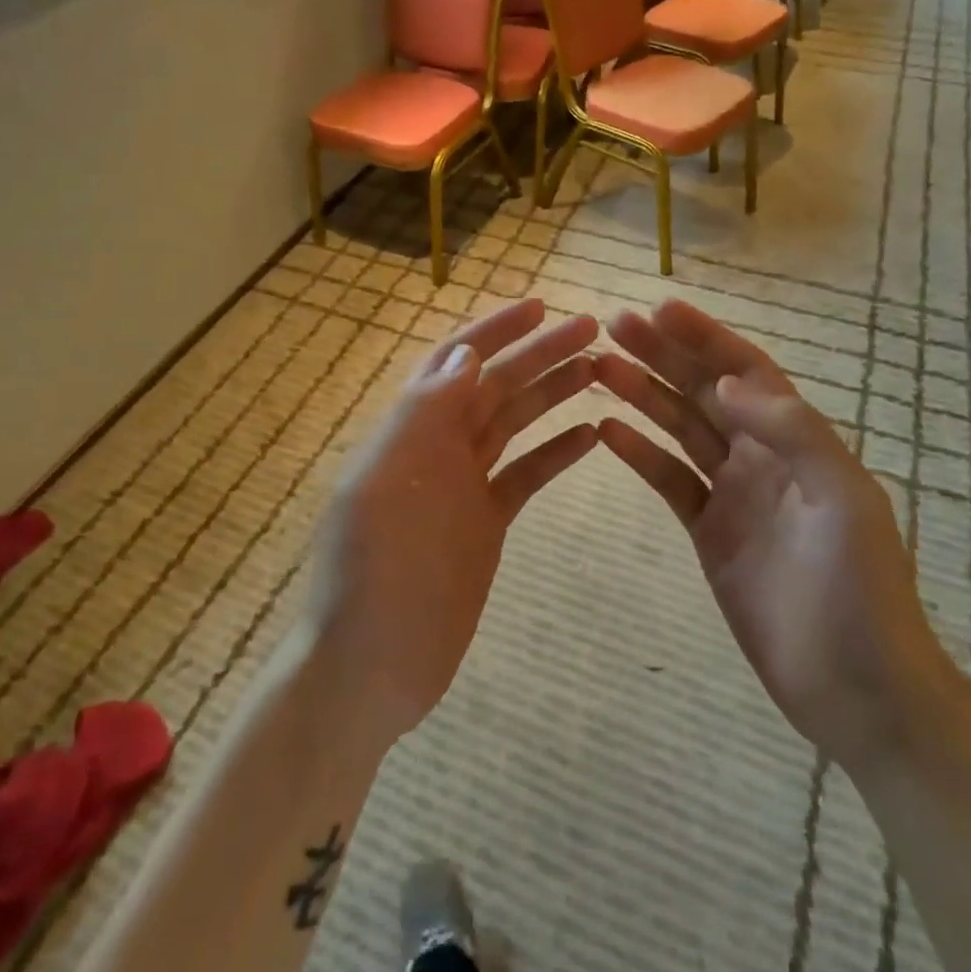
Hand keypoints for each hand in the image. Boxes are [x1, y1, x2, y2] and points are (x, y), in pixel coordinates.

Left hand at [304, 299, 598, 752]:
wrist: (371, 665)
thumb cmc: (374, 570)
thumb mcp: (388, 481)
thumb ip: (425, 413)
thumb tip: (466, 353)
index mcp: (410, 429)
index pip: (456, 360)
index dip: (495, 330)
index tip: (540, 306)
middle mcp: (438, 446)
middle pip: (495, 385)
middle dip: (538, 353)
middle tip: (590, 329)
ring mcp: (464, 485)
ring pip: (514, 422)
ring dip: (552, 393)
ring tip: (598, 369)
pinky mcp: (485, 522)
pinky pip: (525, 475)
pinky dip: (556, 453)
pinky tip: (591, 435)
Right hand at [594, 300, 962, 767]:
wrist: (857, 689)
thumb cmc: (860, 589)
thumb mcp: (843, 499)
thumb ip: (792, 432)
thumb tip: (727, 383)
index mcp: (797, 439)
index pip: (745, 370)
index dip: (704, 336)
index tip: (659, 309)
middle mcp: (761, 454)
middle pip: (704, 390)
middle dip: (662, 354)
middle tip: (613, 325)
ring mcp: (732, 492)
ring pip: (679, 428)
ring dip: (642, 394)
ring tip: (599, 367)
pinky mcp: (708, 530)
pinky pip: (668, 480)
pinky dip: (639, 453)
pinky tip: (606, 430)